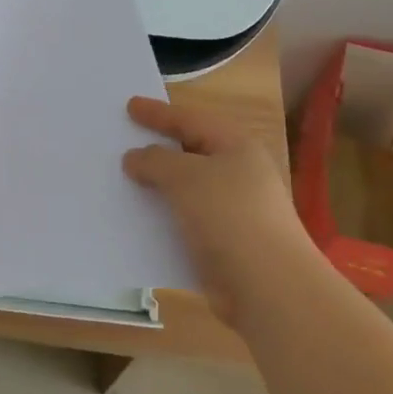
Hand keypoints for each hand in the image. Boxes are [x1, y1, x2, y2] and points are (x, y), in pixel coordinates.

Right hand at [122, 96, 314, 325]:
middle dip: (157, 148)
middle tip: (125, 139)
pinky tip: (138, 221)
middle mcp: (238, 174)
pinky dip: (163, 217)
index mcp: (236, 147)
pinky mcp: (225, 244)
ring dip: (157, 186)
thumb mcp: (185, 177)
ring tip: (123, 180)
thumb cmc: (229, 216)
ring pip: (186, 189)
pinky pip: (186, 221)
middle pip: (190, 152)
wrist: (269, 287)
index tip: (129, 106)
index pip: (190, 120)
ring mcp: (234, 210)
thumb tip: (136, 158)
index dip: (158, 113)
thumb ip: (155, 161)